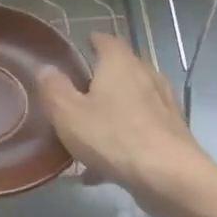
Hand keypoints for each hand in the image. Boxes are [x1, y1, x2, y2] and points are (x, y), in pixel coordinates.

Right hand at [37, 32, 213, 215]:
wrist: (169, 176)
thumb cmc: (114, 137)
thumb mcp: (68, 113)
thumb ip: (53, 89)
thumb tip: (46, 69)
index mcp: (120, 64)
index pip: (107, 40)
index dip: (92, 41)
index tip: (79, 47)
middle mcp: (146, 76)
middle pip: (121, 70)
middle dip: (100, 79)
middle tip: (76, 93)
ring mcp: (162, 105)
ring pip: (130, 102)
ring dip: (111, 112)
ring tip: (87, 132)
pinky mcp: (171, 132)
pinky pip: (138, 130)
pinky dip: (121, 140)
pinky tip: (101, 168)